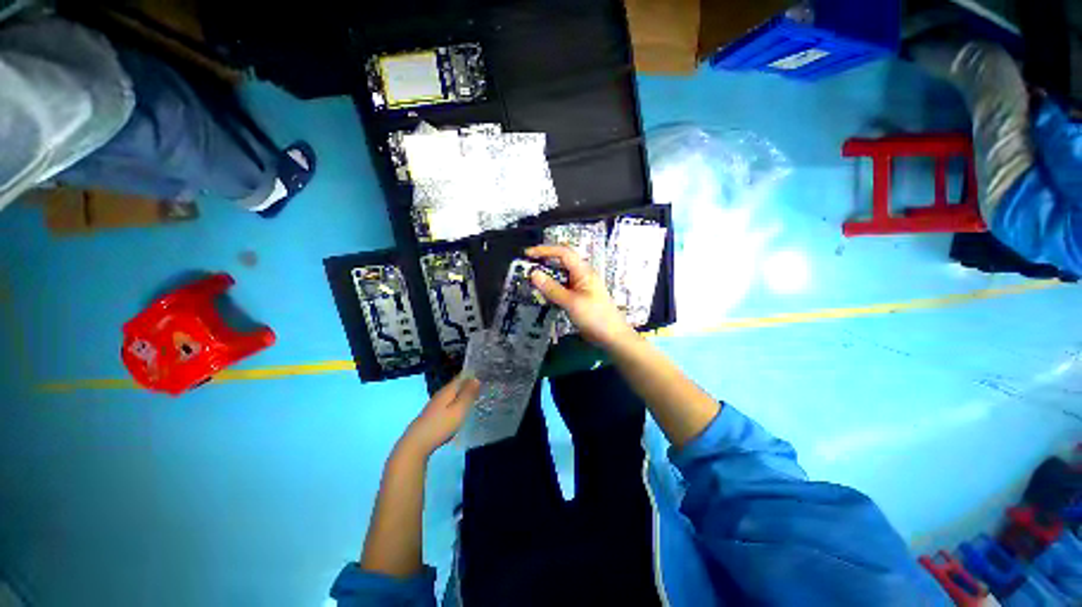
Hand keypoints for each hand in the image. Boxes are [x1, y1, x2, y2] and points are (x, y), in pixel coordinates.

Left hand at [399, 373, 481, 456]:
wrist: (416, 444)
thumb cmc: (441, 425)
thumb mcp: (459, 409)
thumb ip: (468, 394)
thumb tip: (476, 379)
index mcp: (448, 390)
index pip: (462, 376)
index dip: (473, 374)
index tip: (484, 374)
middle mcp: (441, 394)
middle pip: (457, 385)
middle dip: (469, 384)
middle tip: (484, 385)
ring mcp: (436, 404)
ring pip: (453, 394)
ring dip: (463, 394)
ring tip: (476, 396)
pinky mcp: (433, 414)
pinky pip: (449, 403)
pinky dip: (457, 402)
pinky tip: (461, 409)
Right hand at [525, 245, 636, 348]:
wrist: (612, 336)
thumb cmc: (595, 317)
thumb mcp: (571, 302)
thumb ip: (552, 288)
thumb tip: (533, 274)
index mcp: (583, 272)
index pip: (563, 253)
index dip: (545, 250)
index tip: (528, 254)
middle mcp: (582, 275)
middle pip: (562, 262)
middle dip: (544, 261)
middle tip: (527, 266)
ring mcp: (581, 287)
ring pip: (561, 275)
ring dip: (547, 276)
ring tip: (531, 280)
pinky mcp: (578, 297)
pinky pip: (562, 287)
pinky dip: (551, 288)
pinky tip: (542, 294)